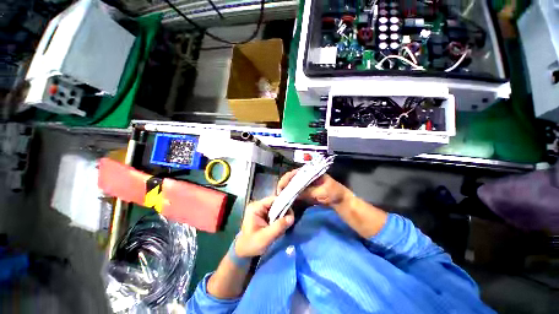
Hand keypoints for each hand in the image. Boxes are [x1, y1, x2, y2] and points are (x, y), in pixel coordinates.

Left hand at [235, 196, 294, 257]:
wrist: (243, 251)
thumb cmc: (252, 244)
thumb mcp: (266, 237)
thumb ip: (278, 226)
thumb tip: (291, 217)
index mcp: (256, 207)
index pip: (273, 199)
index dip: (283, 204)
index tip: (291, 213)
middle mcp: (258, 205)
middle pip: (275, 203)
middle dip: (283, 212)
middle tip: (289, 221)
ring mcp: (260, 209)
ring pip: (276, 208)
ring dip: (281, 217)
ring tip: (284, 226)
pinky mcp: (263, 214)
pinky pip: (274, 213)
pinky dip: (278, 219)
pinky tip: (279, 227)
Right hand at [276, 170, 352, 206]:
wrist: (341, 201)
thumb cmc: (334, 193)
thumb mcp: (322, 191)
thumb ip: (308, 192)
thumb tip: (293, 194)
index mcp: (310, 172)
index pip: (295, 173)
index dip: (287, 178)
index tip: (282, 186)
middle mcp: (306, 177)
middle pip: (292, 178)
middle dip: (284, 184)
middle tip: (279, 193)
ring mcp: (305, 184)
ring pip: (292, 185)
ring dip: (286, 190)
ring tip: (280, 196)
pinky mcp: (306, 192)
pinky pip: (296, 192)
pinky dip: (291, 195)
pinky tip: (287, 199)